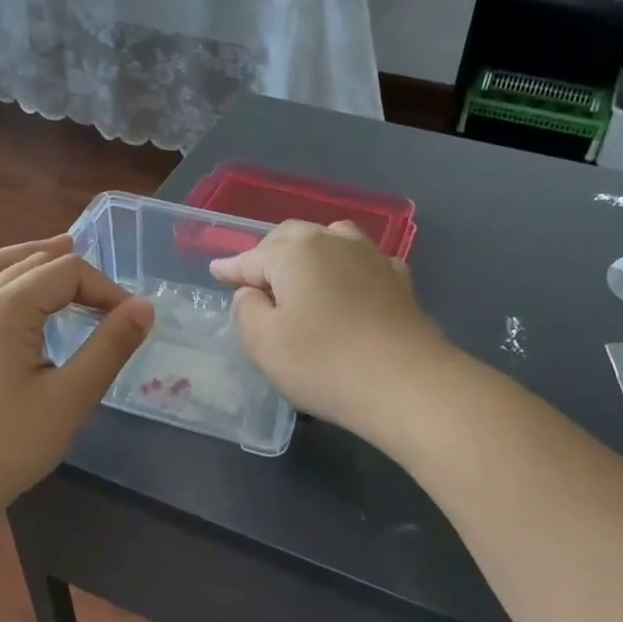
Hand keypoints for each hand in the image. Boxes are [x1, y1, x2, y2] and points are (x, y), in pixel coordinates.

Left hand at [0, 237, 153, 515]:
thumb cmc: (11, 444)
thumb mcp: (71, 396)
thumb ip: (110, 346)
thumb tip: (144, 307)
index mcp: (4, 309)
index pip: (66, 272)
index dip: (105, 288)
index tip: (131, 321)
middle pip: (34, 263)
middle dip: (78, 275)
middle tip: (111, 303)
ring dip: (36, 259)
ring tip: (65, 256)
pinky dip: (6, 274)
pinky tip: (19, 292)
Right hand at [210, 220, 447, 431]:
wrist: (406, 383)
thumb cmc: (323, 362)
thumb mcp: (263, 343)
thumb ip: (247, 310)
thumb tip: (252, 292)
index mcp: (294, 252)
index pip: (252, 257)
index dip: (231, 268)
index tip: (216, 272)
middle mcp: (333, 241)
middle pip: (292, 238)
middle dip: (269, 254)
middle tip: (254, 276)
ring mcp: (371, 257)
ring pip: (331, 239)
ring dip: (309, 252)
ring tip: (299, 273)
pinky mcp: (399, 281)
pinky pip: (362, 261)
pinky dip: (345, 267)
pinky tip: (347, 283)